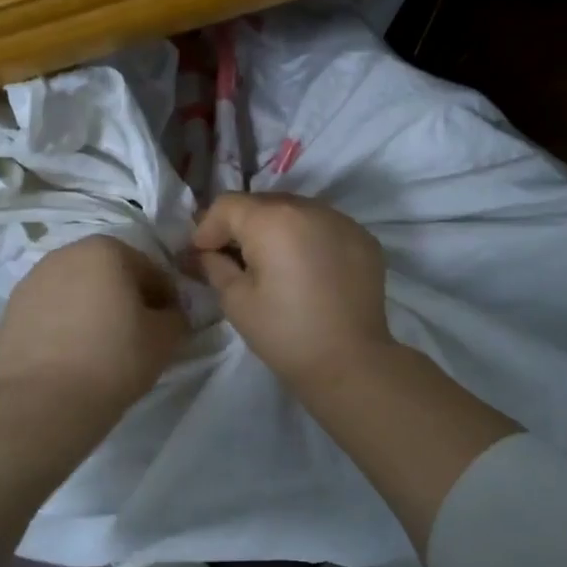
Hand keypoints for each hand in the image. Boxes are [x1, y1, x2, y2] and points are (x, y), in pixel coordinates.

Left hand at [0, 235, 187, 416]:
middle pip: (109, 274)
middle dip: (125, 297)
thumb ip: (176, 317)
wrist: (44, 401)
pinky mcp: (10, 310)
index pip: (150, 270)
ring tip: (101, 346)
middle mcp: (65, 254)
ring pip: (77, 291)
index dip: (165, 298)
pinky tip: (72, 354)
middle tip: (137, 334)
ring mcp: (32, 280)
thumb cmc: (114, 359)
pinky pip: (51, 311)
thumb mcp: (166, 338)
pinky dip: (65, 324)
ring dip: (92, 309)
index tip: (168, 326)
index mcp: (106, 250)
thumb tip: (168, 314)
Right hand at [191, 194, 392, 388]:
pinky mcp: (363, 239)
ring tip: (272, 264)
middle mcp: (309, 208)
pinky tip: (306, 270)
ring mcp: (342, 221)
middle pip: (263, 204)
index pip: (228, 205)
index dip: (208, 228)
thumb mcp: (236, 301)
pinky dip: (308, 240)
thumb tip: (209, 253)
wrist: (350, 363)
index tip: (202, 255)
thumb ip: (216, 266)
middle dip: (242, 227)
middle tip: (233, 259)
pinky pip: (324, 227)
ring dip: (277, 230)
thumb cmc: (285, 333)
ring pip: (296, 213)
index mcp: (273, 220)